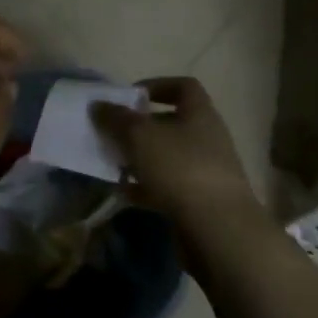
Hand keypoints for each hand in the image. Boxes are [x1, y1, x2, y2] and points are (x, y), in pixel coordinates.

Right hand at [91, 77, 269, 264]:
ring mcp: (206, 172)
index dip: (157, 85)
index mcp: (200, 114)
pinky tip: (123, 192)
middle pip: (172, 123)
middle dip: (142, 127)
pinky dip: (146, 187)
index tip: (131, 96)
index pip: (184, 86)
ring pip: (168, 157)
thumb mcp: (140, 136)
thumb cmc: (181, 169)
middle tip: (115, 131)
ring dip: (141, 158)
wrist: (220, 232)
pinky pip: (168, 187)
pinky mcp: (201, 203)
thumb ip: (116, 118)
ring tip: (114, 162)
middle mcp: (207, 138)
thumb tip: (98, 105)